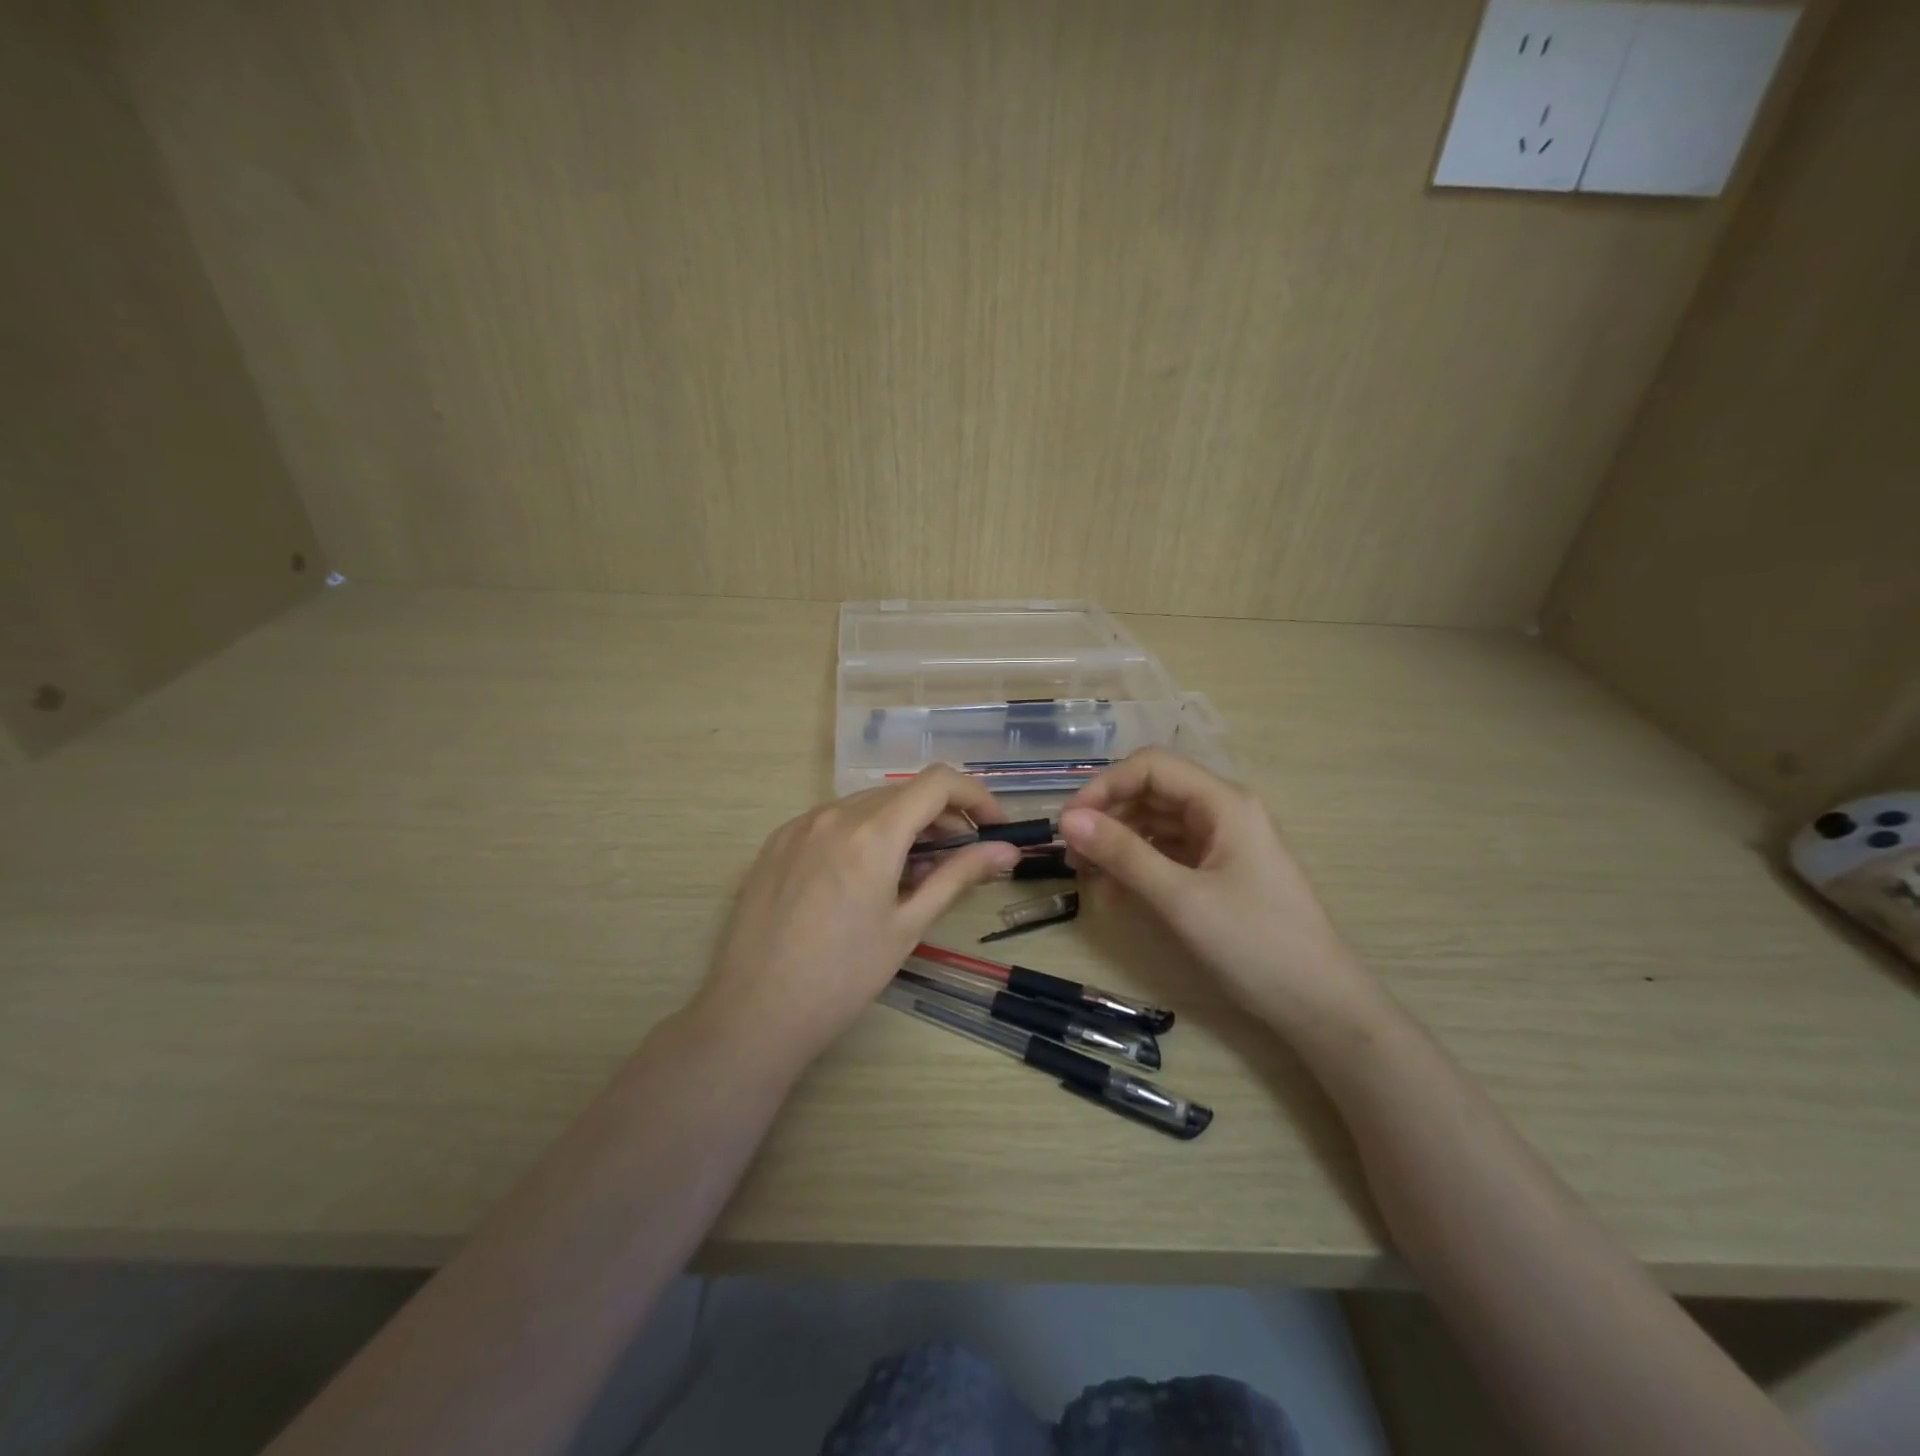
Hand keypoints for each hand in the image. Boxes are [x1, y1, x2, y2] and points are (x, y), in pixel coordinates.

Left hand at [694, 767, 1021, 1074]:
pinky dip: (863, 833)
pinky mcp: (776, 841)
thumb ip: (958, 877)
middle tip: (959, 859)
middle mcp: (834, 814)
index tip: (993, 827)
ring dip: (902, 825)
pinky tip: (863, 877)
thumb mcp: (908, 926)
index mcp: (872, 833)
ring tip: (911, 873)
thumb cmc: (842, 977)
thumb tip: (1007, 851)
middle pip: (903, 792)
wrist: (754, 1012)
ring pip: (867, 804)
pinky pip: (832, 820)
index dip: (975, 796)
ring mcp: (799, 825)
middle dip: (941, 816)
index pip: (938, 782)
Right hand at [1059, 749, 1376, 1034]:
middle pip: (1151, 792)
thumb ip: (1123, 854)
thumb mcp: (1180, 898)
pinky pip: (1167, 851)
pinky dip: (1137, 863)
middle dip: (1107, 816)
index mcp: (1223, 803)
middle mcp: (1222, 811)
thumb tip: (1067, 820)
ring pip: (1155, 823)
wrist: (1319, 1005)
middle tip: (1071, 855)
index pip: (1151, 766)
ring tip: (1085, 874)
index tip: (1069, 823)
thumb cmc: (1254, 945)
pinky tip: (1114, 888)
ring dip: (1118, 841)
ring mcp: (1222, 841)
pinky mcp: (1218, 870)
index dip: (1104, 786)